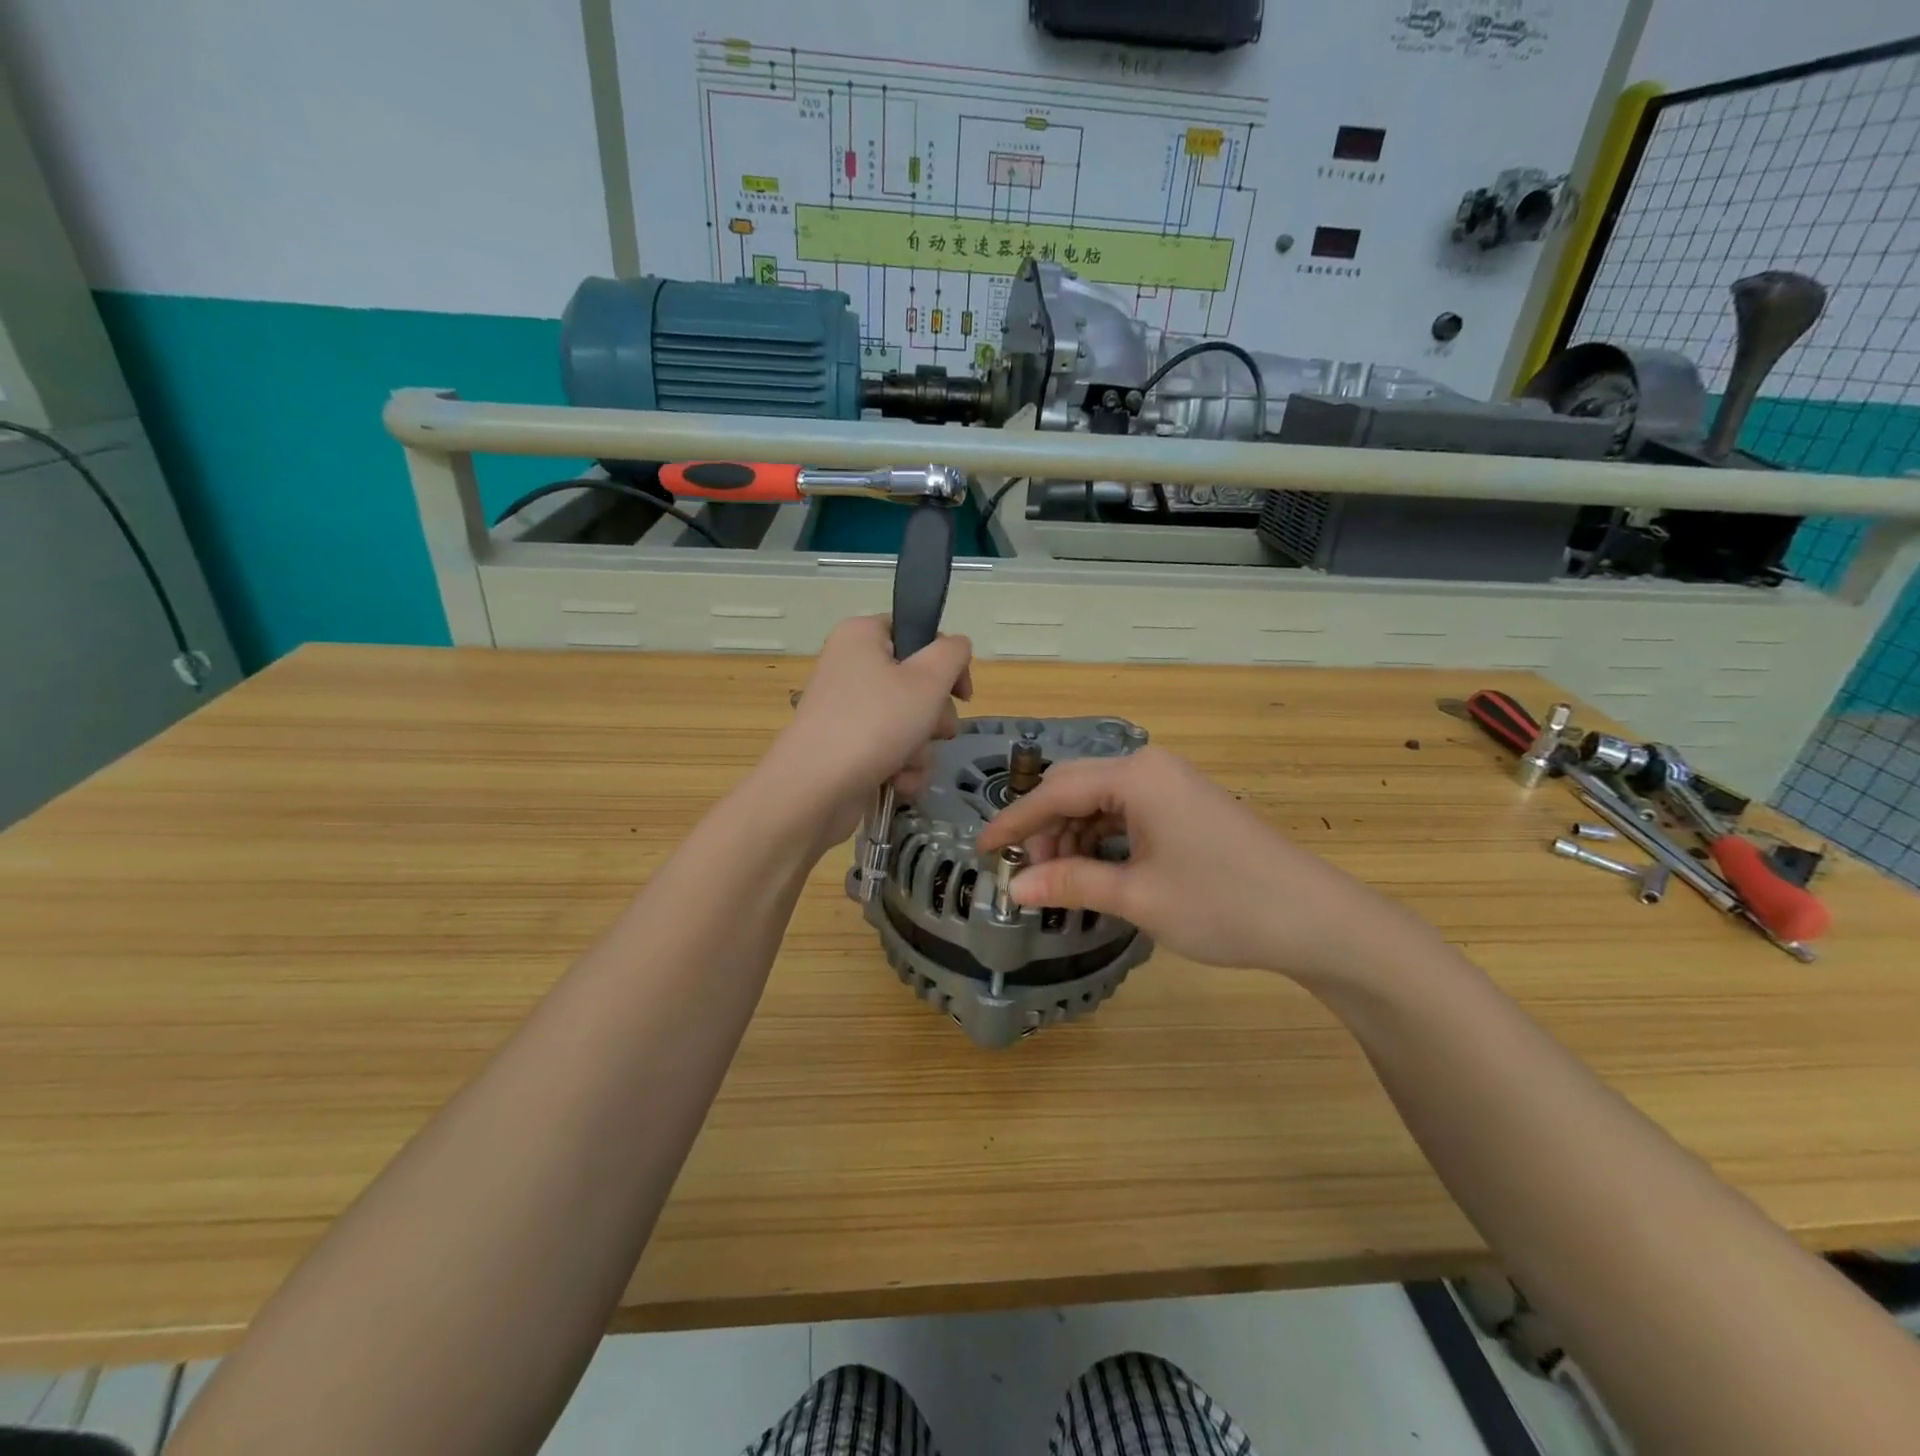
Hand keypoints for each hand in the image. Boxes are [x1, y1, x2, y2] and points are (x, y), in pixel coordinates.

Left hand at [770, 615, 973, 846]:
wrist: (816, 789)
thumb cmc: (875, 723)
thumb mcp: (928, 680)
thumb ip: (953, 653)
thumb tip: (956, 646)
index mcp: (861, 636)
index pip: (914, 632)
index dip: (944, 662)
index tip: (961, 693)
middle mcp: (849, 667)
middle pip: (914, 683)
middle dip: (934, 716)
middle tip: (937, 731)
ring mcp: (845, 710)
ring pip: (906, 723)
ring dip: (920, 749)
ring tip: (909, 763)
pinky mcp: (845, 747)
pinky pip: (888, 750)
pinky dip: (900, 767)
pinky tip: (897, 782)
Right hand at [975, 748, 1435, 985]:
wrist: (1316, 919)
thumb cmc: (1222, 903)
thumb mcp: (1138, 896)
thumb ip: (1072, 884)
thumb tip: (1015, 888)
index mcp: (1136, 776)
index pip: (1055, 791)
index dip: (1014, 822)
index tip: (982, 850)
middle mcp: (1151, 768)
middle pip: (1076, 789)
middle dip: (1046, 830)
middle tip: (1030, 877)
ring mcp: (1172, 785)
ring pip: (1101, 801)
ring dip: (1074, 837)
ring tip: (1063, 881)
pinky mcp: (1187, 806)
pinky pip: (1128, 812)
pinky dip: (1104, 839)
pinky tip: (1098, 871)